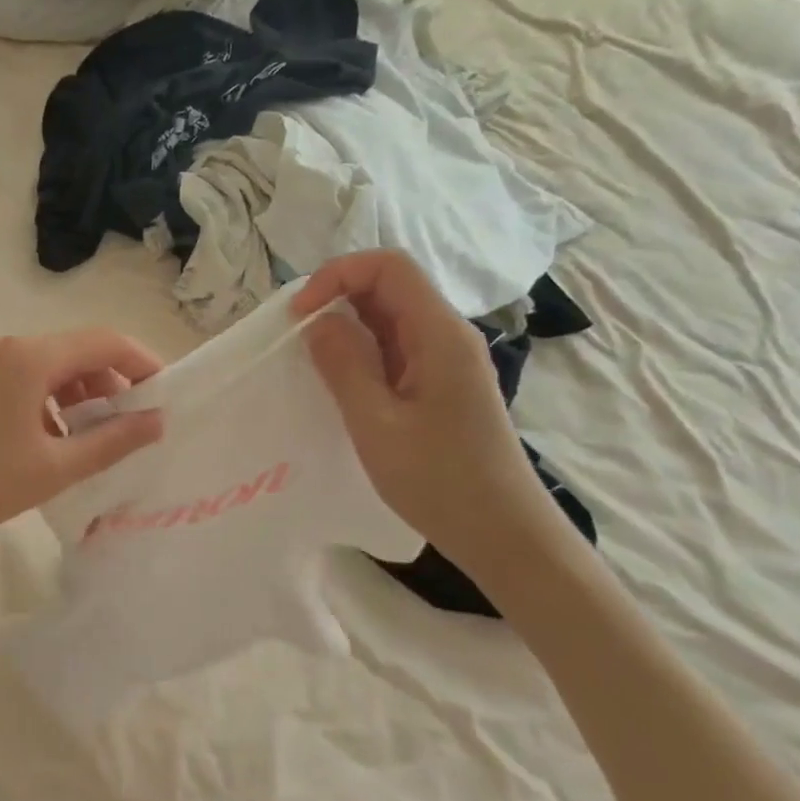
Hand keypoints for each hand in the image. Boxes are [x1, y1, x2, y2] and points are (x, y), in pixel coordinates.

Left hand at [0, 329, 165, 561]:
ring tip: (93, 439)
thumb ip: (112, 441)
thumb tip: (157, 421)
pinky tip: (51, 440)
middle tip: (131, 425)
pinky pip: (24, 378)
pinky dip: (49, 401)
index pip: (105, 341)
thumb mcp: (54, 467)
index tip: (166, 394)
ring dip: (80, 395)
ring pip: (50, 367)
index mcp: (32, 357)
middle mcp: (8, 347)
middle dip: (111, 383)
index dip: (143, 362)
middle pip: (77, 351)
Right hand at [293, 250, 555, 571]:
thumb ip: (344, 364)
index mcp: (439, 334)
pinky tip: (340, 379)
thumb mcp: (376, 423)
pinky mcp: (442, 383)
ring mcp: (447, 360)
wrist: (502, 533)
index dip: (338, 274)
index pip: (389, 267)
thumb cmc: (439, 480)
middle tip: (297, 335)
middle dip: (337, 296)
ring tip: (311, 357)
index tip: (300, 313)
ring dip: (347, 325)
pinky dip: (362, 350)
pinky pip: (396, 347)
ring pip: (391, 316)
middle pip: (390, 286)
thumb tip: (318, 321)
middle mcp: (447, 336)